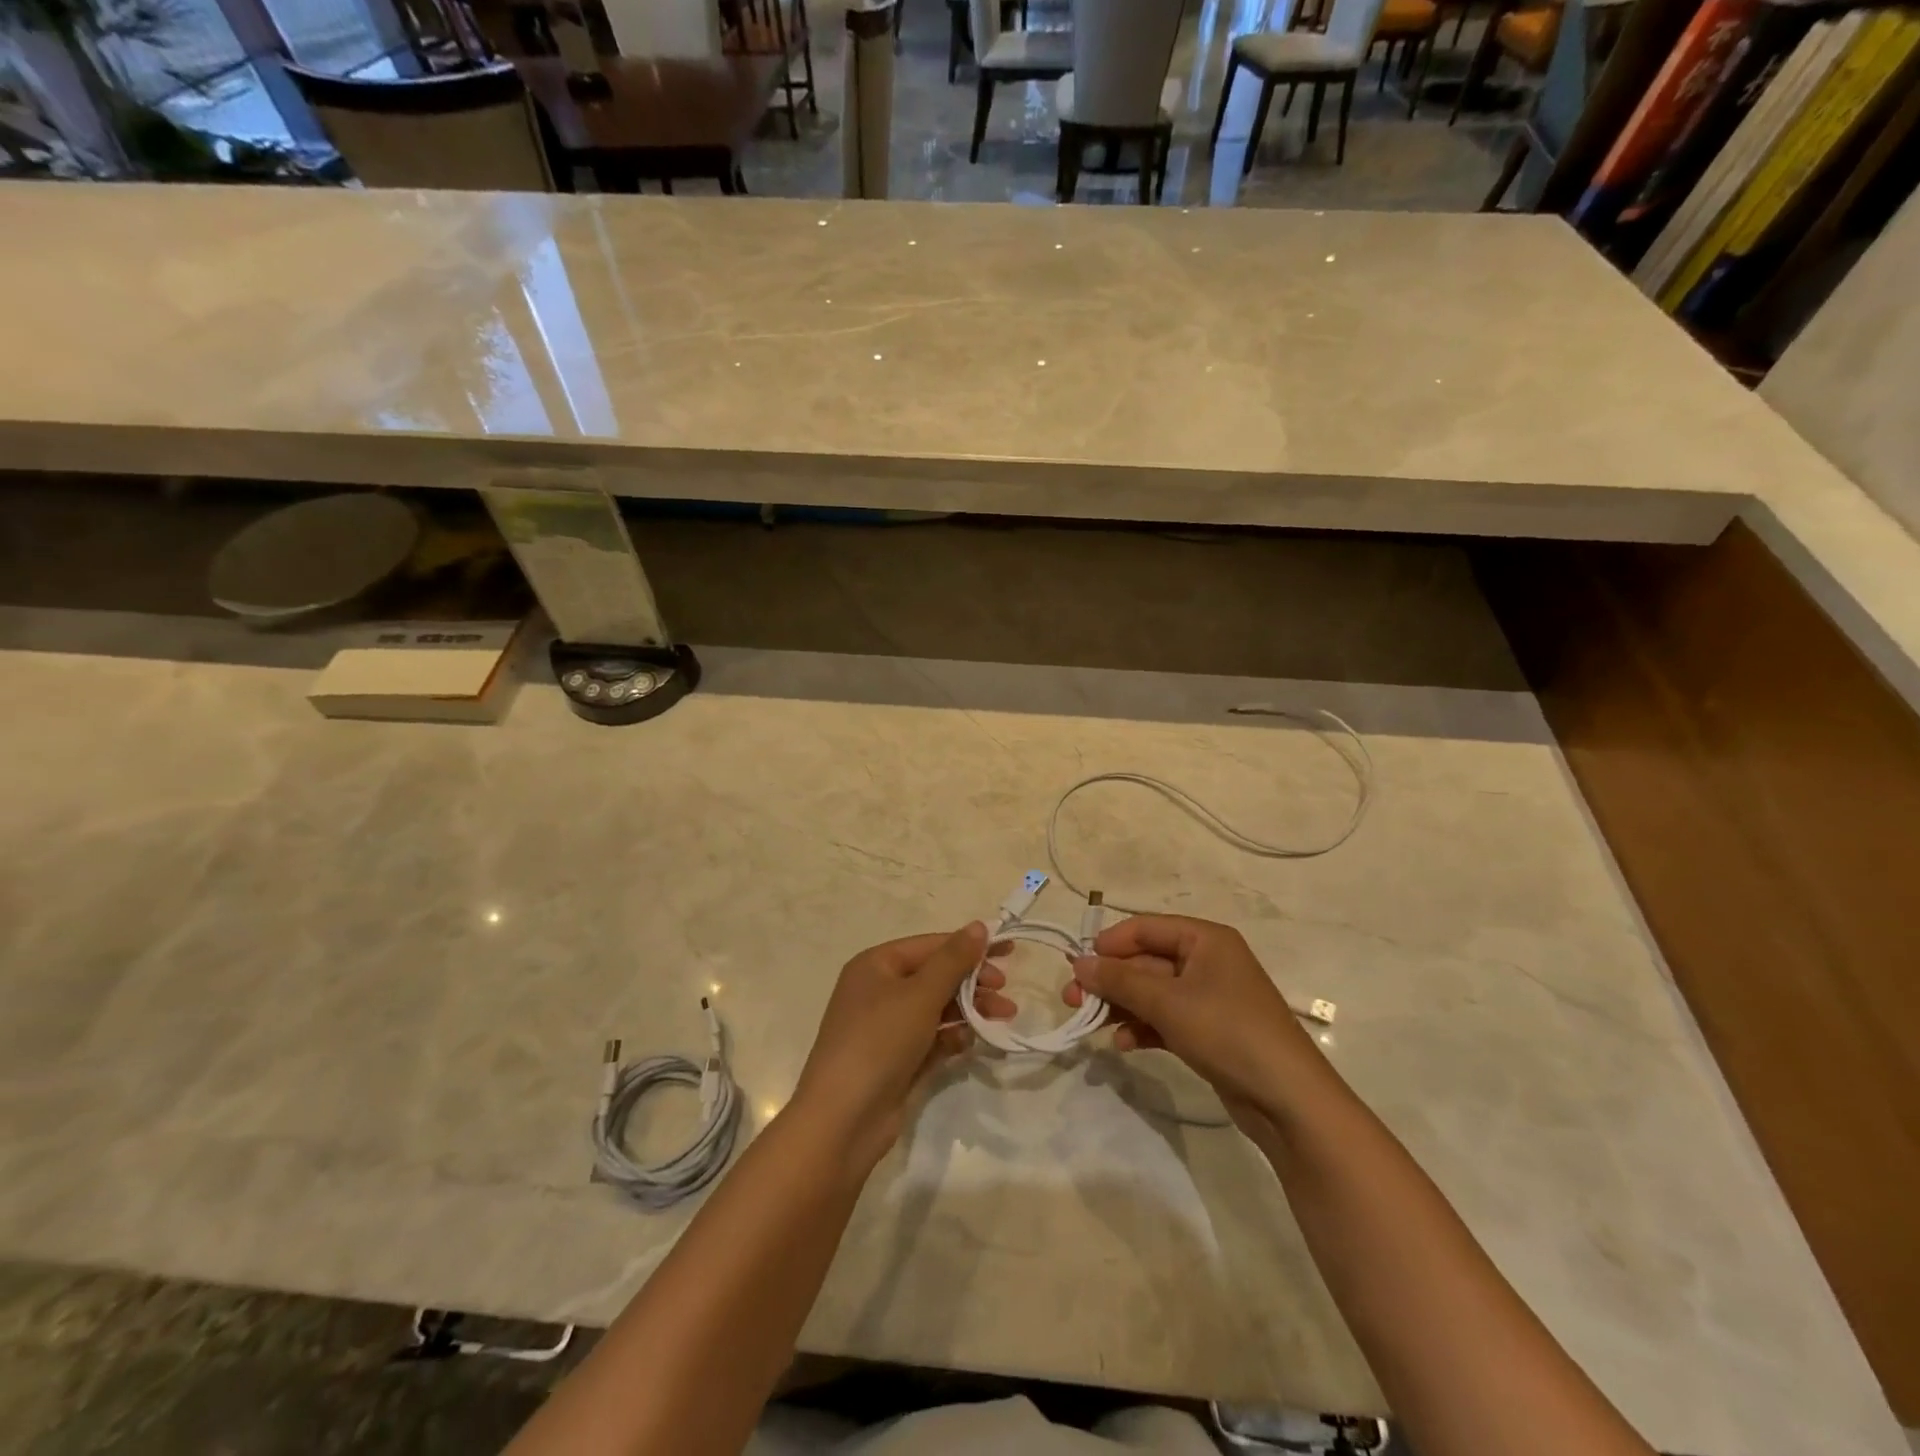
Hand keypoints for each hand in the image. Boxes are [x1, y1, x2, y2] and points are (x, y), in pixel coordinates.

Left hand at [791, 923, 1015, 1172]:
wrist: (843, 1120)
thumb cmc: (879, 1041)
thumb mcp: (920, 994)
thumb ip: (953, 960)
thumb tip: (979, 926)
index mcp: (876, 965)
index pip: (931, 945)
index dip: (969, 945)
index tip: (1009, 951)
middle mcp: (879, 991)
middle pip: (935, 976)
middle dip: (972, 981)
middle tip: (1004, 991)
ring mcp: (886, 1028)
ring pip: (937, 1008)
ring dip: (969, 1009)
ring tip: (1003, 1017)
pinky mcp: (896, 1061)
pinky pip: (931, 1038)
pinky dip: (952, 1036)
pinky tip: (970, 1041)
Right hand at [1063, 915, 1324, 1122]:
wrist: (1288, 1099)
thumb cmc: (1227, 1032)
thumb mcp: (1168, 1002)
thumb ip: (1120, 981)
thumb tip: (1079, 963)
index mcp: (1205, 939)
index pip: (1145, 928)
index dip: (1109, 944)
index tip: (1077, 966)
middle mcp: (1207, 961)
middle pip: (1145, 962)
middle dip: (1110, 981)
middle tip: (1072, 1000)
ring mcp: (1209, 998)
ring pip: (1152, 993)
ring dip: (1121, 1006)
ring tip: (1090, 1025)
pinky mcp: (1209, 1031)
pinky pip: (1165, 1019)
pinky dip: (1143, 1027)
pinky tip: (1124, 1044)